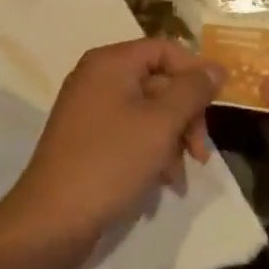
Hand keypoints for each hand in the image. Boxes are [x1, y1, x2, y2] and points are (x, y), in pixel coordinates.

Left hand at [1, 38, 223, 249]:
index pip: (164, 49)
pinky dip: (150, 149)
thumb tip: (216, 67)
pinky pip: (129, 131)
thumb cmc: (111, 161)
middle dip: (185, 115)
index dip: (194, 72)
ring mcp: (89, 108)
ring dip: (171, 138)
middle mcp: (97, 76)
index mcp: (110, 62)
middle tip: (201, 153)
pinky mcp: (86, 138)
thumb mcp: (161, 123)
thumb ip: (192, 90)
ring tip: (180, 176)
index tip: (216, 106)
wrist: (52, 219)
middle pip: (157, 80)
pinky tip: (162, 180)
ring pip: (147, 110)